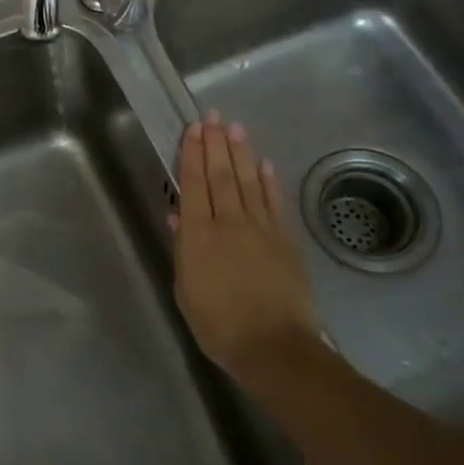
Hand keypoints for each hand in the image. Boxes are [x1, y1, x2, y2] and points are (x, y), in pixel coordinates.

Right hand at [173, 115, 325, 383]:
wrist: (274, 347)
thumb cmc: (219, 324)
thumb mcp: (186, 290)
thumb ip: (183, 249)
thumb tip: (178, 215)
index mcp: (199, 234)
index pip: (194, 183)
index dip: (192, 153)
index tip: (193, 129)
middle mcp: (229, 222)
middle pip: (221, 174)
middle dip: (216, 143)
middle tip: (213, 116)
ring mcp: (261, 229)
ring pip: (248, 181)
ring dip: (241, 153)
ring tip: (236, 128)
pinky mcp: (285, 240)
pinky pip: (274, 202)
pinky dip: (268, 181)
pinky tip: (263, 163)